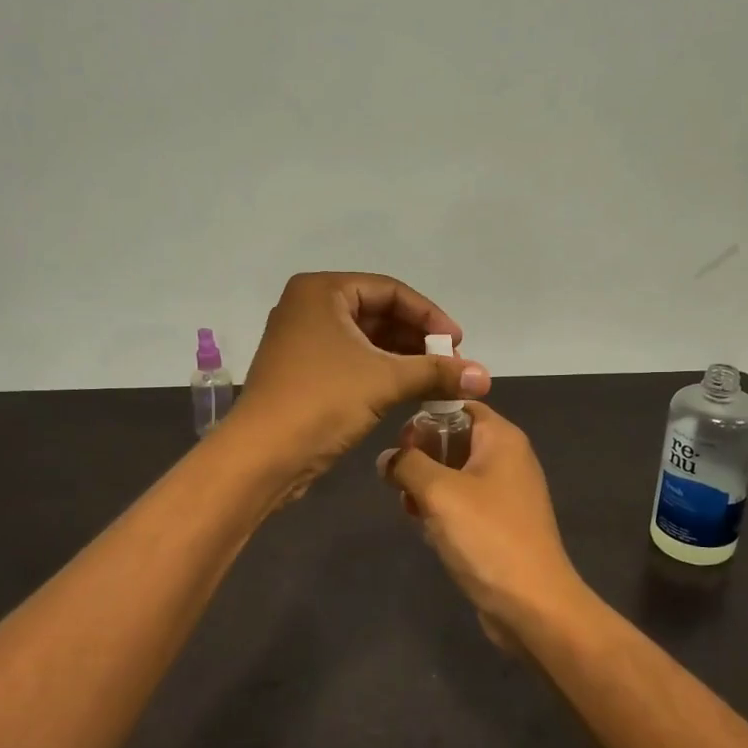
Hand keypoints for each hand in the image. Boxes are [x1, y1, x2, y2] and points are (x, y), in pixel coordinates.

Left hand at [233, 272, 489, 482]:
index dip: (429, 316)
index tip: (458, 343)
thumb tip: (486, 376)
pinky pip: (351, 361)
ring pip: (365, 340)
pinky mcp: (303, 372)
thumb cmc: (322, 401)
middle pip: (377, 313)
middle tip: (450, 364)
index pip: (390, 291)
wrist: (262, 455)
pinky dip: (381, 372)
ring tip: (437, 380)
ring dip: (402, 358)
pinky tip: (409, 390)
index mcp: (321, 291)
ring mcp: (302, 341)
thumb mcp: (385, 381)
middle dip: (417, 339)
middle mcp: (308, 308)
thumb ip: (436, 372)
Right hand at [377, 403, 590, 648]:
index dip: (425, 416)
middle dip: (421, 456)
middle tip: (399, 479)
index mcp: (501, 439)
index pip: (459, 404)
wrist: (532, 605)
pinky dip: (441, 510)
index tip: (398, 441)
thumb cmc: (486, 537)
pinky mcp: (498, 525)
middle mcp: (507, 459)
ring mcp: (505, 494)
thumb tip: (387, 458)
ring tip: (410, 508)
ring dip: (427, 487)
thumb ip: (407, 464)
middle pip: (454, 439)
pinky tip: (425, 530)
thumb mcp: (439, 492)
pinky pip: (462, 504)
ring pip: (454, 474)